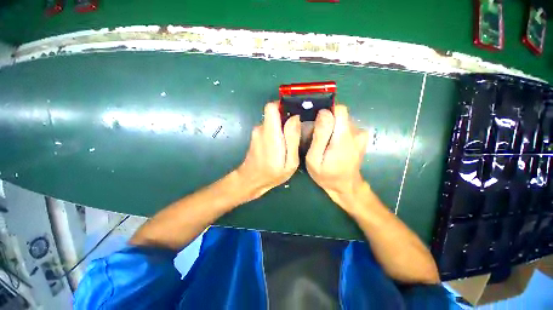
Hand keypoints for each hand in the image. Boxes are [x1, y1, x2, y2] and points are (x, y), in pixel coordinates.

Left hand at [237, 101, 300, 200]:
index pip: (271, 107)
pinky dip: (276, 133)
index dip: (283, 105)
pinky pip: (269, 128)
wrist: (251, 181)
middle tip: (296, 132)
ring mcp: (257, 132)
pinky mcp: (256, 136)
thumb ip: (292, 138)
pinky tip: (280, 146)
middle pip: (273, 114)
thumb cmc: (272, 174)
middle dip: (286, 119)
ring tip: (288, 142)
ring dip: (281, 128)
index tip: (294, 112)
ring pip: (272, 122)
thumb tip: (295, 117)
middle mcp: (261, 129)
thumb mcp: (290, 161)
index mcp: (270, 133)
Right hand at [306, 105, 369, 208]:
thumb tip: (323, 113)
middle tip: (318, 138)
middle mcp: (356, 132)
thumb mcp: (314, 159)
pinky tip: (334, 144)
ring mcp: (361, 135)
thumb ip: (319, 136)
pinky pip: (347, 127)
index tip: (317, 123)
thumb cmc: (326, 175)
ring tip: (325, 143)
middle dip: (327, 122)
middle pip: (339, 115)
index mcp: (344, 137)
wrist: (346, 186)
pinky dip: (338, 132)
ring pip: (342, 121)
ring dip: (332, 128)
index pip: (340, 109)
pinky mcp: (361, 137)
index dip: (326, 112)